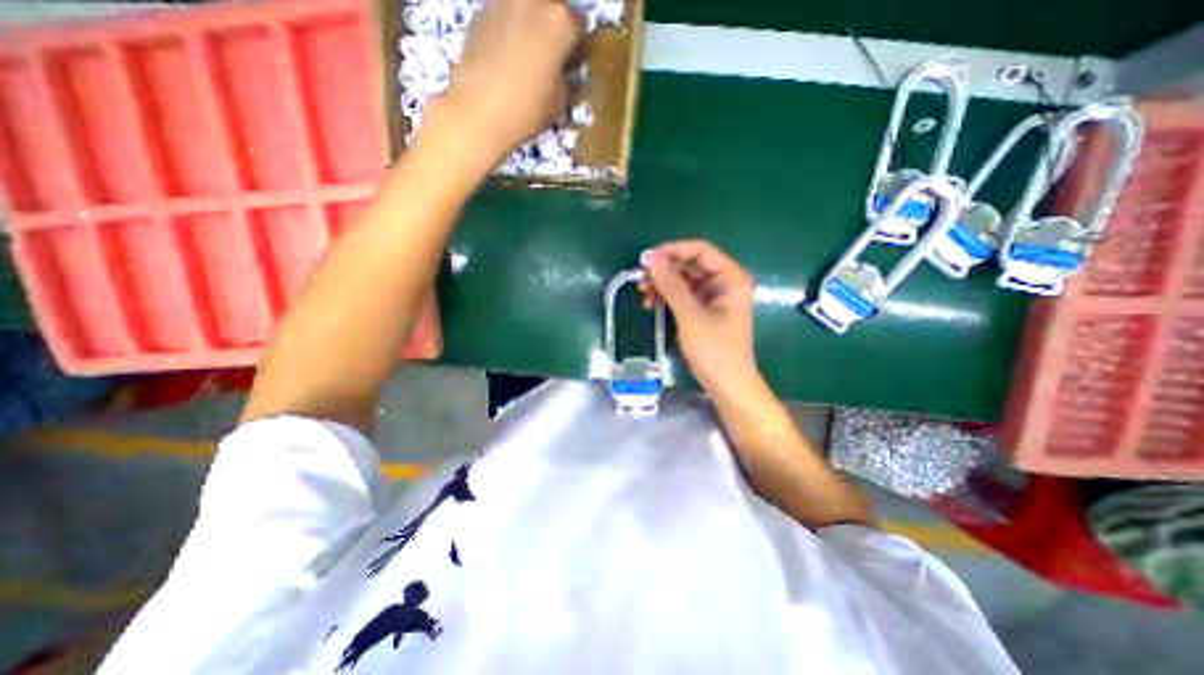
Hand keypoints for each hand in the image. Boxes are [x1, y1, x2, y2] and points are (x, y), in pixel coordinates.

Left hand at [433, 0, 581, 161]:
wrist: (479, 110)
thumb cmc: (527, 109)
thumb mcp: (561, 102)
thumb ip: (568, 80)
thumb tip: (567, 74)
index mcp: (561, 21)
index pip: (580, 26)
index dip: (578, 49)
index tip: (572, 66)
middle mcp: (534, 0)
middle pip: (553, 9)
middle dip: (555, 31)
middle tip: (551, 59)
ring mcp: (505, 0)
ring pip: (528, 8)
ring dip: (532, 26)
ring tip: (527, 55)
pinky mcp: (481, 10)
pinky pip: (506, 14)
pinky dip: (511, 29)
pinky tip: (507, 55)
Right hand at [643, 239, 754, 394]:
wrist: (726, 385)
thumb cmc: (715, 350)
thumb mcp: (691, 316)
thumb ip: (672, 285)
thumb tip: (651, 258)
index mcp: (731, 278)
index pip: (701, 251)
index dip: (674, 251)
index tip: (647, 259)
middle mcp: (723, 282)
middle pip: (690, 265)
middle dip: (665, 270)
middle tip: (641, 279)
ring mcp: (713, 297)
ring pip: (683, 280)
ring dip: (662, 284)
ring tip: (642, 293)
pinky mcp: (703, 310)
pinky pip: (682, 295)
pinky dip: (666, 297)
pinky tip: (651, 304)